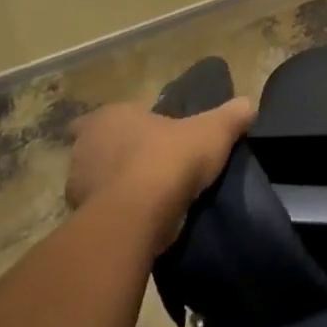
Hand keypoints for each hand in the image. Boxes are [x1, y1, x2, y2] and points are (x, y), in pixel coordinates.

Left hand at [66, 96, 257, 245]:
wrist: (138, 216)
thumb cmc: (170, 158)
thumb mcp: (213, 130)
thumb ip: (231, 115)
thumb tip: (249, 105)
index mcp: (110, 117)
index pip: (109, 115)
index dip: (126, 124)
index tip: (145, 134)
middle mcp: (86, 147)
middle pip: (99, 148)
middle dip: (119, 155)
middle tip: (151, 163)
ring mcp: (78, 186)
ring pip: (97, 182)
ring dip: (117, 187)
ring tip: (151, 195)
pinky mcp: (82, 221)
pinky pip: (102, 212)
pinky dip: (119, 214)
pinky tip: (144, 219)